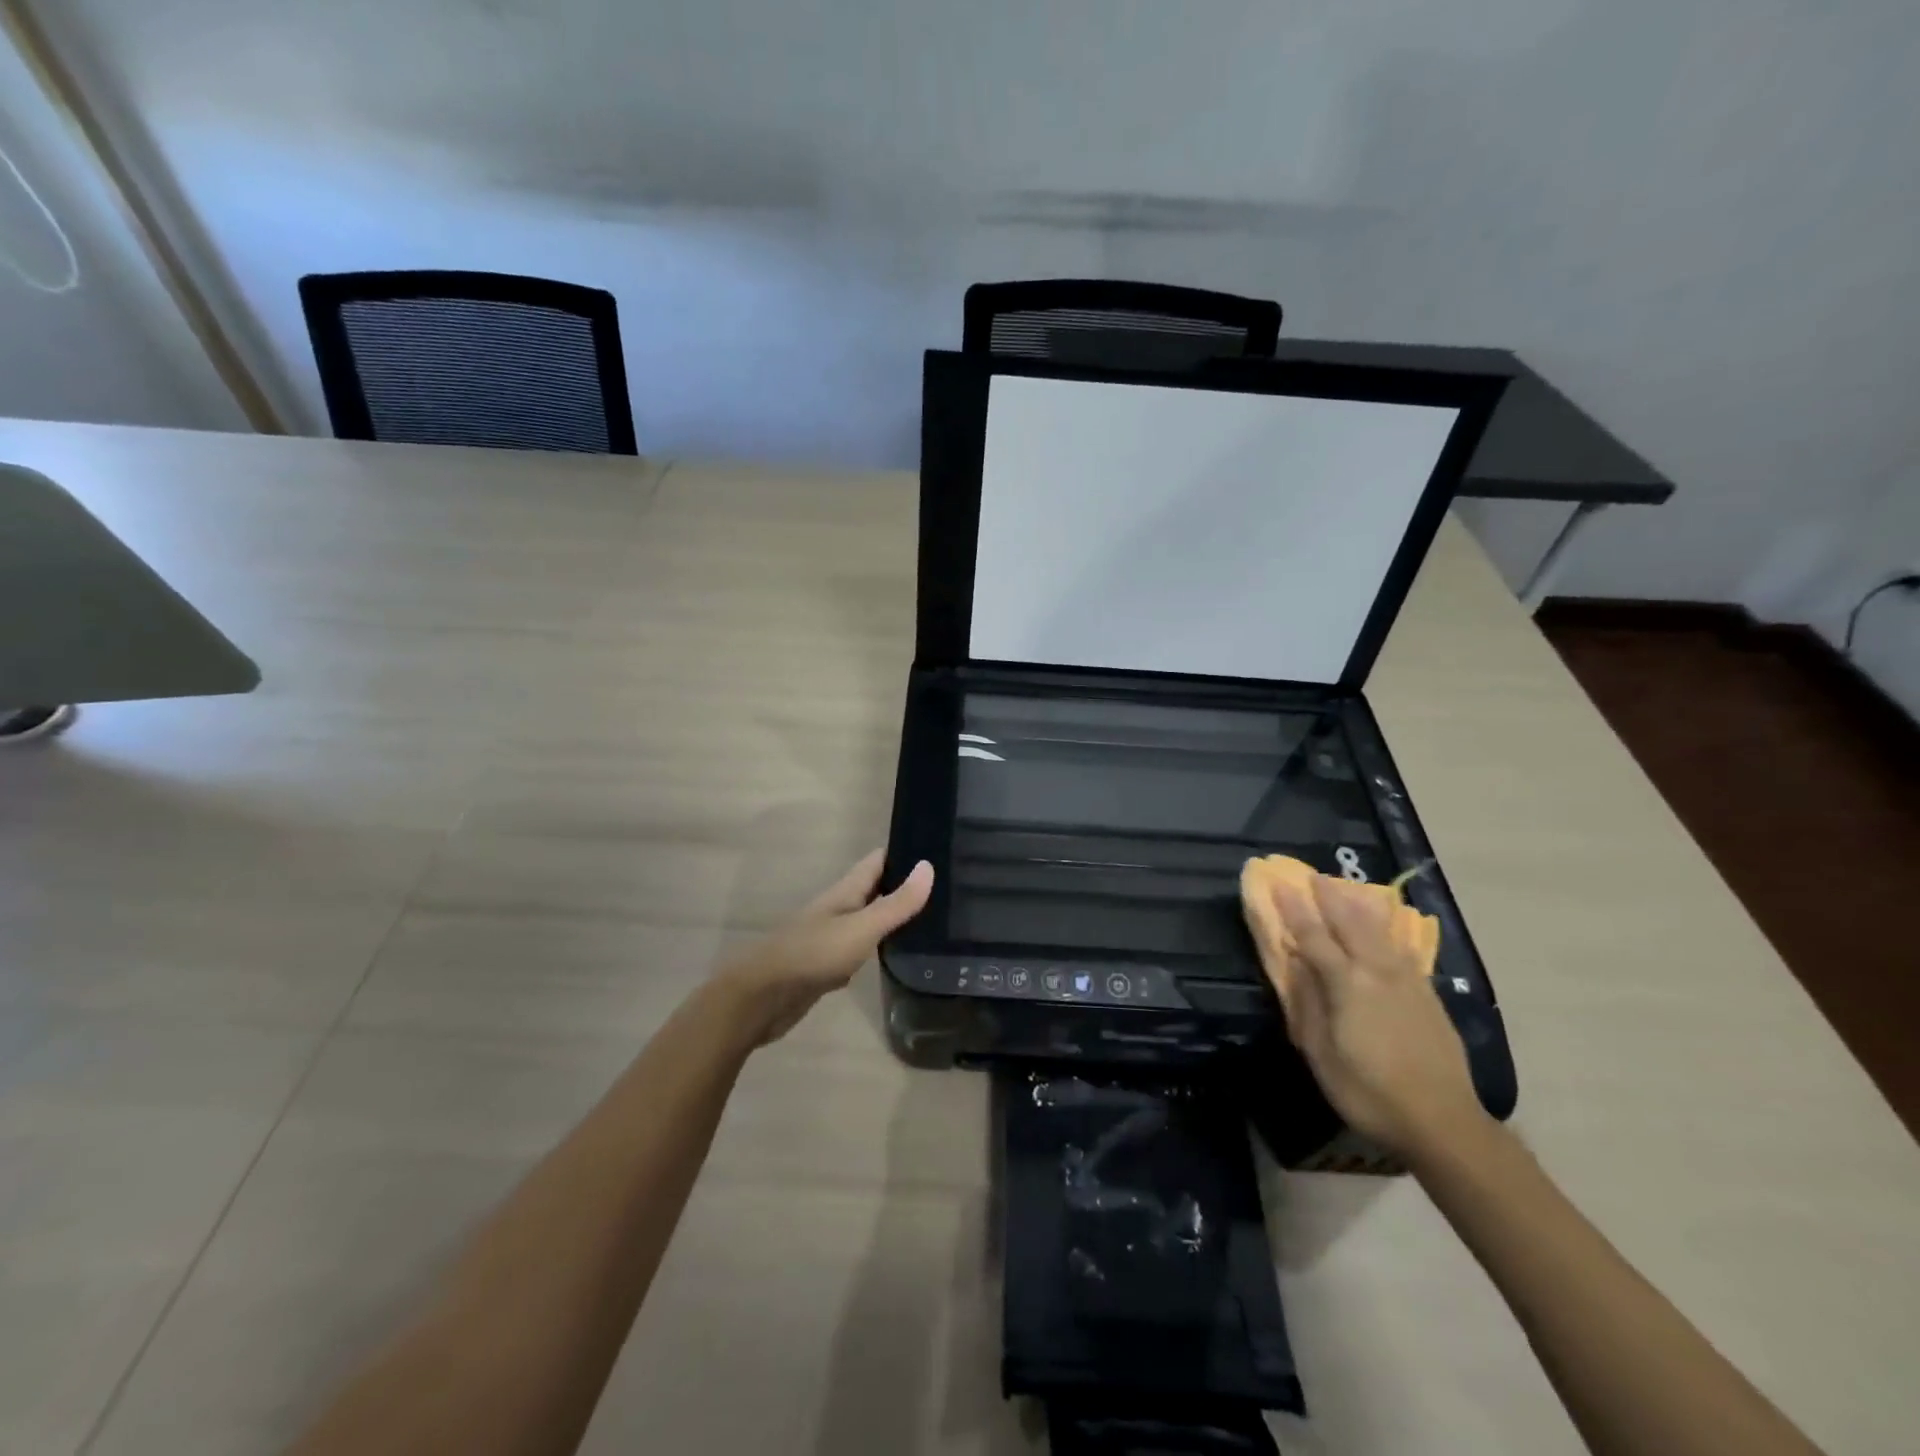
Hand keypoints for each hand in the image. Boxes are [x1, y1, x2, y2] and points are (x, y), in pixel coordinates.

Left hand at [714, 849, 934, 1045]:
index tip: (937, 849)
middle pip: (874, 889)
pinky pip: (859, 949)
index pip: (878, 861)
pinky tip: (897, 957)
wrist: (763, 998)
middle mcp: (839, 909)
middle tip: (944, 888)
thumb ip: (896, 903)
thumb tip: (929, 866)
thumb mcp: (862, 927)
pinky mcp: (827, 965)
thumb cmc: (813, 954)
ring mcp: (831, 937)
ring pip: (868, 919)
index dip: (904, 852)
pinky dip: (878, 948)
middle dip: (903, 885)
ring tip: (931, 919)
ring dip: (892, 917)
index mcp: (845, 892)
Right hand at [1251, 872, 1487, 1159]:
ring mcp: (1407, 981)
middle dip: (1329, 897)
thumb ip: (1308, 1004)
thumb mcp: (1321, 1054)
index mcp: (1347, 985)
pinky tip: (1384, 926)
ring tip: (1346, 887)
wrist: (1442, 1121)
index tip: (1279, 883)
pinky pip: (1402, 948)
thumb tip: (1296, 965)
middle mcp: (1377, 973)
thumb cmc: (1368, 1092)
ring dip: (1358, 905)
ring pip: (1379, 931)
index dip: (1294, 909)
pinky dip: (1387, 929)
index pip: (1314, 937)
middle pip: (1350, 924)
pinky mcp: (1428, 995)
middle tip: (1313, 875)